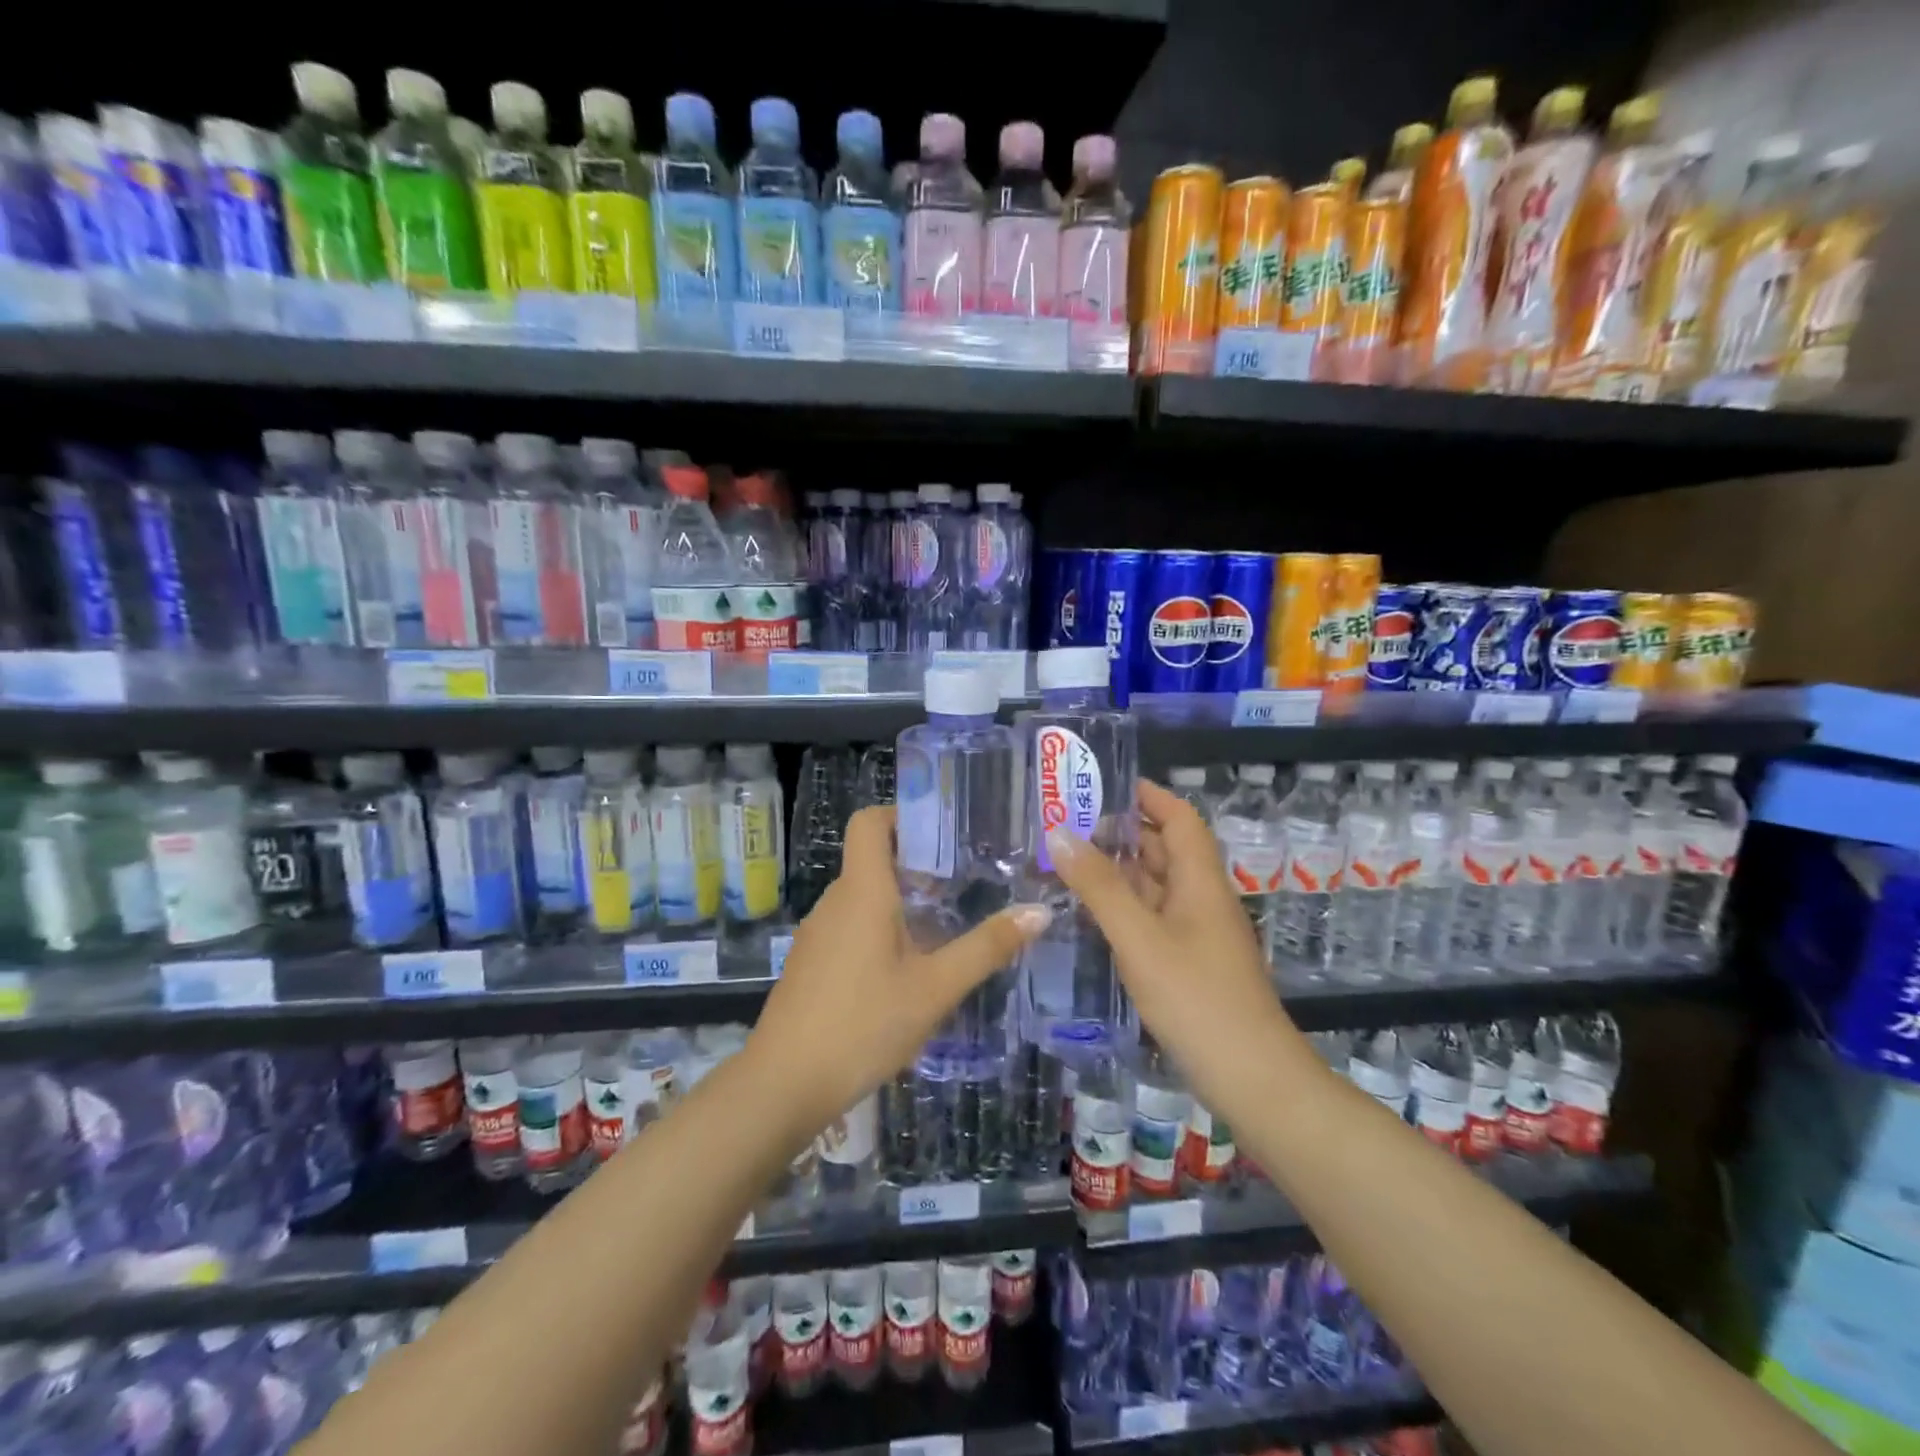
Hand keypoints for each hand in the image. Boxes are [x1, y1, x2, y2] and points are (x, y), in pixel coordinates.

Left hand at [747, 806, 1050, 1139]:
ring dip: (902, 902)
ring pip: (864, 898)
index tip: (944, 834)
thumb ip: (986, 948)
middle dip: (918, 865)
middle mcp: (835, 901)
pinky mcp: (811, 962)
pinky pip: (851, 927)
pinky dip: (881, 930)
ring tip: (946, 927)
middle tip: (966, 884)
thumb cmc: (863, 1024)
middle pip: (873, 859)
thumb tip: (1039, 911)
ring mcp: (818, 933)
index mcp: (862, 891)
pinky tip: (908, 970)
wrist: (784, 1084)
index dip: (903, 815)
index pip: (869, 822)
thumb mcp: (935, 988)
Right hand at [1045, 779, 1298, 1101]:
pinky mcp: (1190, 962)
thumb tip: (1059, 833)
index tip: (1102, 784)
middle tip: (1067, 825)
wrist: (1252, 1079)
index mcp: (1200, 880)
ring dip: (1119, 870)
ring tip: (1068, 862)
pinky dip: (1124, 906)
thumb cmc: (1197, 999)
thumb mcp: (1140, 938)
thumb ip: (1099, 886)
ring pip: (1156, 885)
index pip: (1178, 817)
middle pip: (1164, 848)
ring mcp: (1198, 932)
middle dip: (1121, 831)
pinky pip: (1154, 917)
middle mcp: (1202, 898)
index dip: (1147, 795)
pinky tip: (1091, 913)